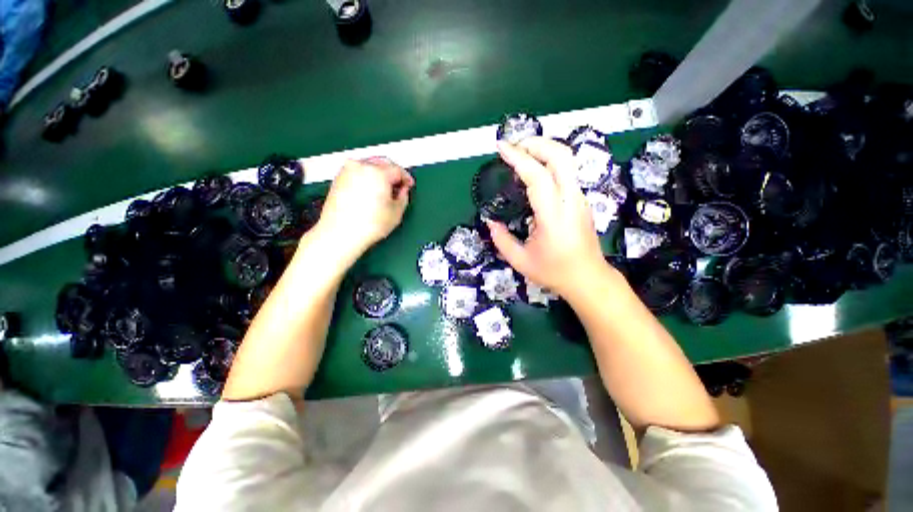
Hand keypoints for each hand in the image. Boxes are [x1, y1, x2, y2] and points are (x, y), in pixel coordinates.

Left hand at [316, 157, 414, 258]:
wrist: (340, 233)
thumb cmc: (366, 226)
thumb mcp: (396, 212)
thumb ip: (404, 197)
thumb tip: (402, 191)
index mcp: (378, 172)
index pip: (397, 169)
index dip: (406, 178)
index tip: (408, 184)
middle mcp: (360, 166)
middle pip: (382, 162)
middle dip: (393, 173)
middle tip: (399, 186)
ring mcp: (347, 171)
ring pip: (369, 165)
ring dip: (379, 174)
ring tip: (384, 191)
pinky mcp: (338, 178)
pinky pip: (358, 172)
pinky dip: (367, 178)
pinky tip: (371, 193)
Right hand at [486, 138, 609, 298]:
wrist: (588, 279)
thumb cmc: (554, 272)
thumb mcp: (520, 261)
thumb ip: (501, 240)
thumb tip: (490, 222)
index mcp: (554, 217)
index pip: (538, 177)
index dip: (519, 158)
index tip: (501, 148)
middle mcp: (571, 201)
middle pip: (561, 156)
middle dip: (537, 143)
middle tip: (514, 147)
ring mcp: (579, 199)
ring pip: (567, 160)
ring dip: (544, 150)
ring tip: (522, 154)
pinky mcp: (581, 200)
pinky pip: (566, 172)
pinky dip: (549, 163)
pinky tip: (534, 172)